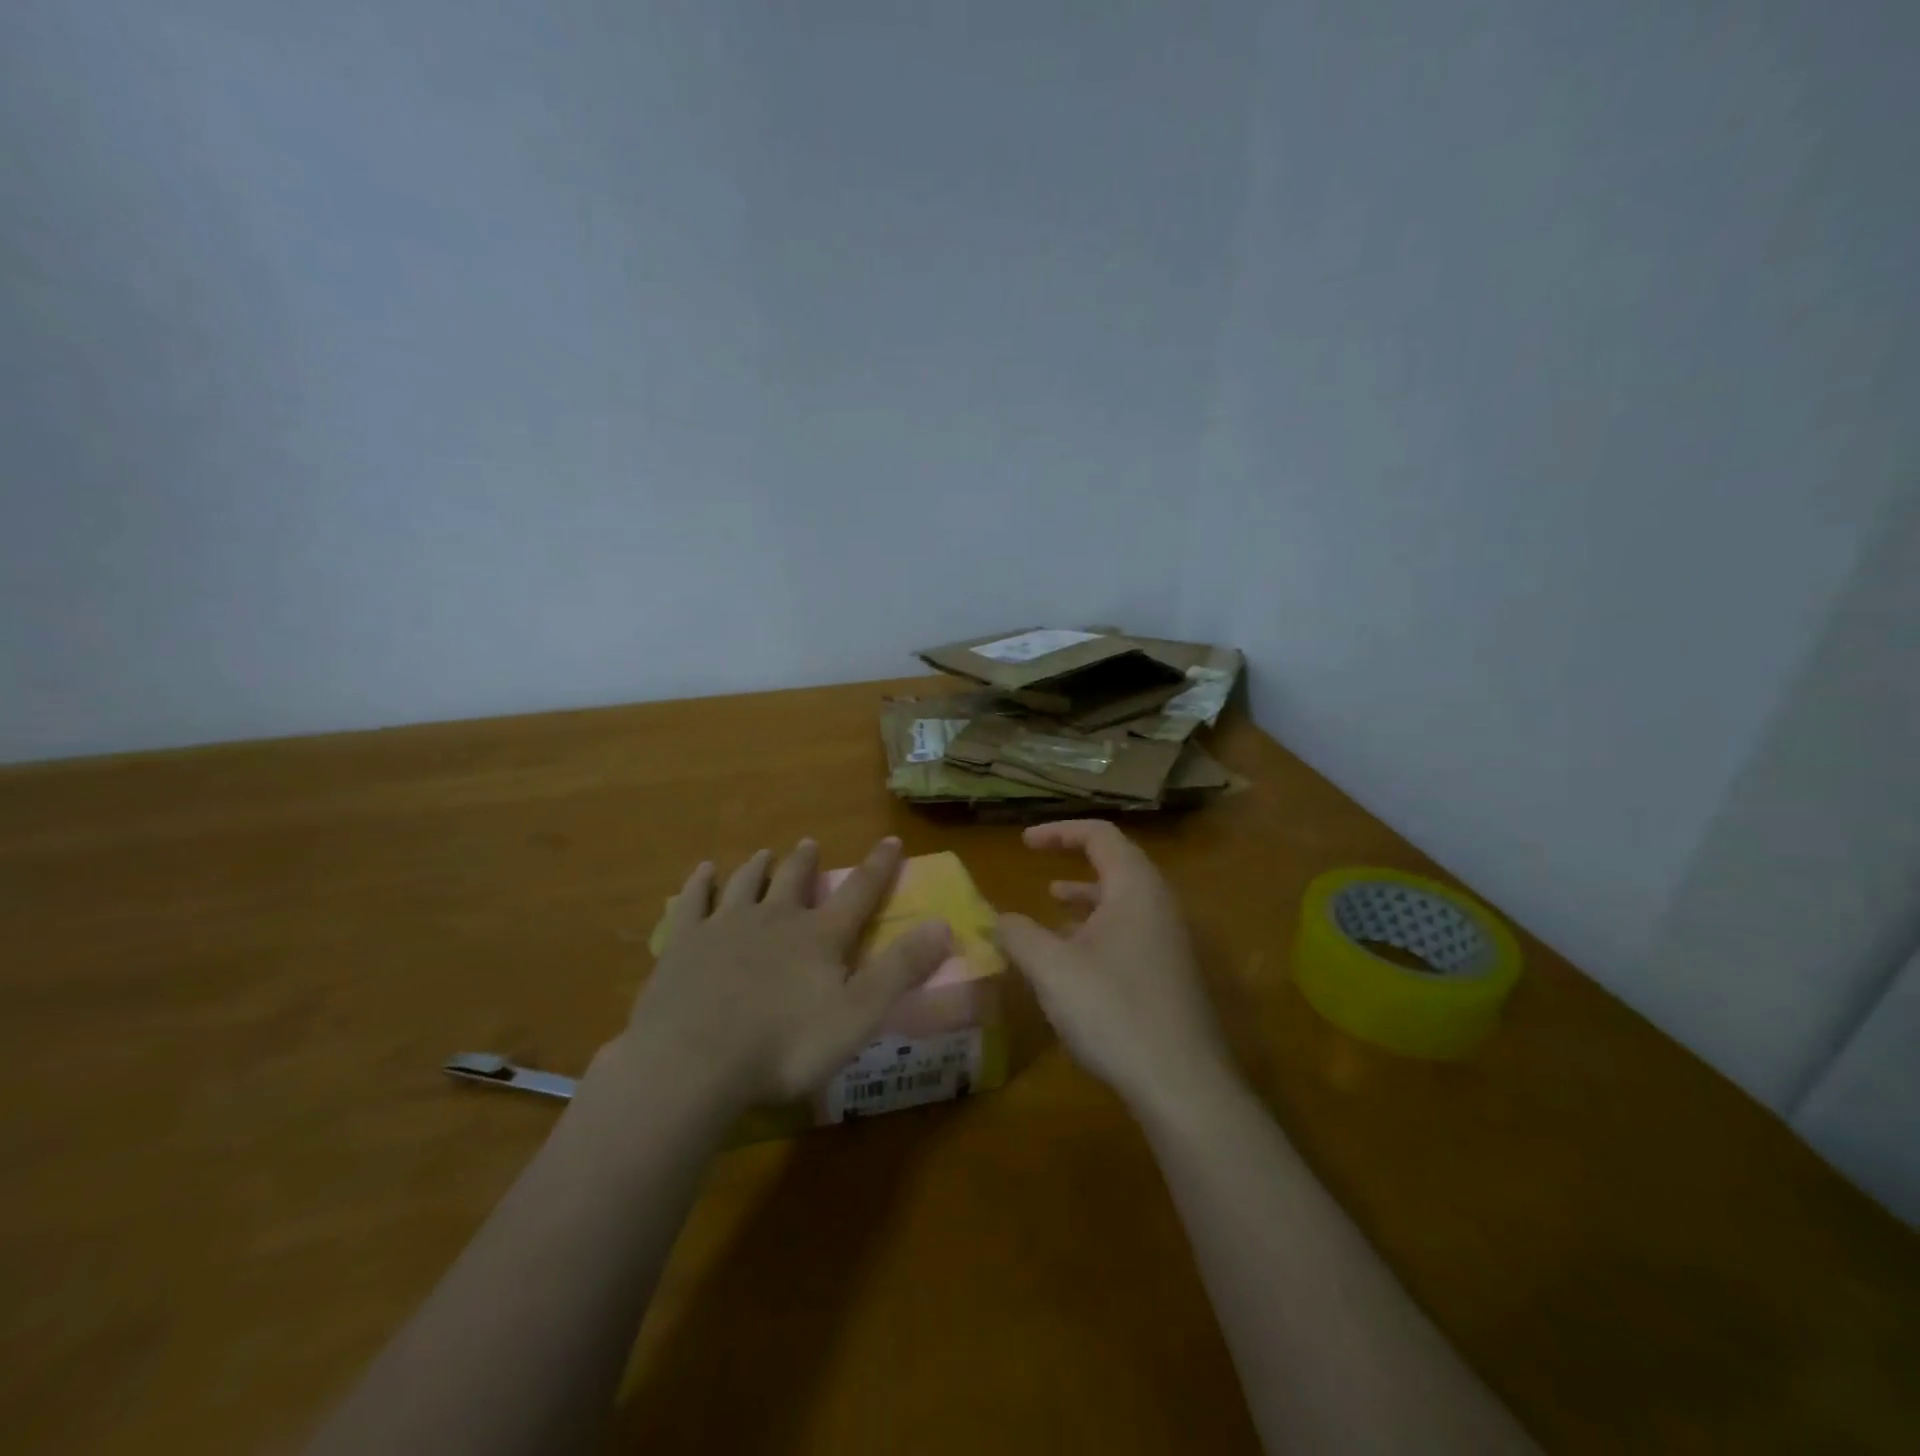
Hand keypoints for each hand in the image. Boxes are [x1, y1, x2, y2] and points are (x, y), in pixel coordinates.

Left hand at [614, 837, 951, 1109]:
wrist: (694, 1062)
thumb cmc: (785, 1045)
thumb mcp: (858, 1014)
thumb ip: (901, 969)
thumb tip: (944, 924)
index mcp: (818, 936)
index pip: (858, 892)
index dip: (879, 866)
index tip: (891, 839)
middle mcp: (774, 918)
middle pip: (793, 879)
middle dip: (805, 861)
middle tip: (809, 843)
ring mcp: (724, 926)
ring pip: (746, 884)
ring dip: (758, 867)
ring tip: (764, 853)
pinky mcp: (683, 944)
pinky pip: (693, 902)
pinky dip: (701, 884)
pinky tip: (703, 872)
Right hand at [995, 820, 1232, 1110]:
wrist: (1183, 1085)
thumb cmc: (1114, 1011)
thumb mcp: (1052, 969)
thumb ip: (1018, 935)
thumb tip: (995, 918)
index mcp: (1135, 888)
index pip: (1099, 835)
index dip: (1058, 831)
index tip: (1023, 843)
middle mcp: (1158, 905)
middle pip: (1115, 863)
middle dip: (1073, 859)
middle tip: (1037, 863)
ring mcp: (1169, 941)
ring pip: (1122, 901)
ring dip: (1084, 897)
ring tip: (1050, 904)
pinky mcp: (1169, 974)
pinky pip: (1129, 932)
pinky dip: (1096, 929)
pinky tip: (1072, 959)